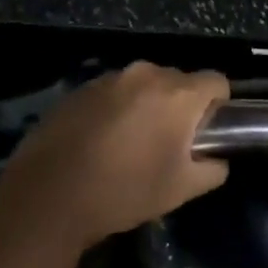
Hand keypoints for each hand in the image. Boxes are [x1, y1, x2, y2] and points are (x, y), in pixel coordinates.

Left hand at [0, 62, 228, 247]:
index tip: (209, 130)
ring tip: (130, 143)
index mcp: (178, 93)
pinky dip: (116, 108)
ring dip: (146, 105)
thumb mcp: (180, 190)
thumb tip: (218, 160)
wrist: (49, 194)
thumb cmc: (125, 191)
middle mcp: (147, 73)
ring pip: (143, 85)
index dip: (218, 104)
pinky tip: (100, 141)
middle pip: (178, 81)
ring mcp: (110, 77)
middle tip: (169, 143)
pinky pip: (113, 92)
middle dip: (180, 106)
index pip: (216, 81)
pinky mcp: (81, 88)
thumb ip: (212, 169)